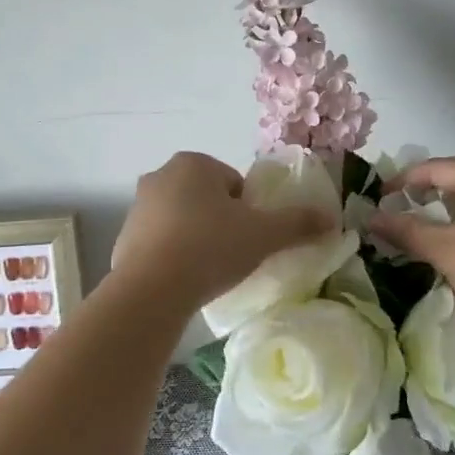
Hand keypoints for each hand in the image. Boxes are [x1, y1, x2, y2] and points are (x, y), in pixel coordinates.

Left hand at [113, 152, 335, 305]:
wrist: (151, 291)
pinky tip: (183, 280)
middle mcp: (161, 175)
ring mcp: (137, 207)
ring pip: (183, 219)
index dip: (248, 212)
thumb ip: (298, 223)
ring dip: (197, 238)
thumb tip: (331, 218)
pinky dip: (173, 256)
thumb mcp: (263, 234)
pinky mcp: (123, 238)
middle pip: (208, 199)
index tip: (250, 239)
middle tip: (233, 254)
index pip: (234, 184)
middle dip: (221, 222)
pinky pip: (160, 242)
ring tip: (209, 271)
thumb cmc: (210, 248)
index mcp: (194, 163)